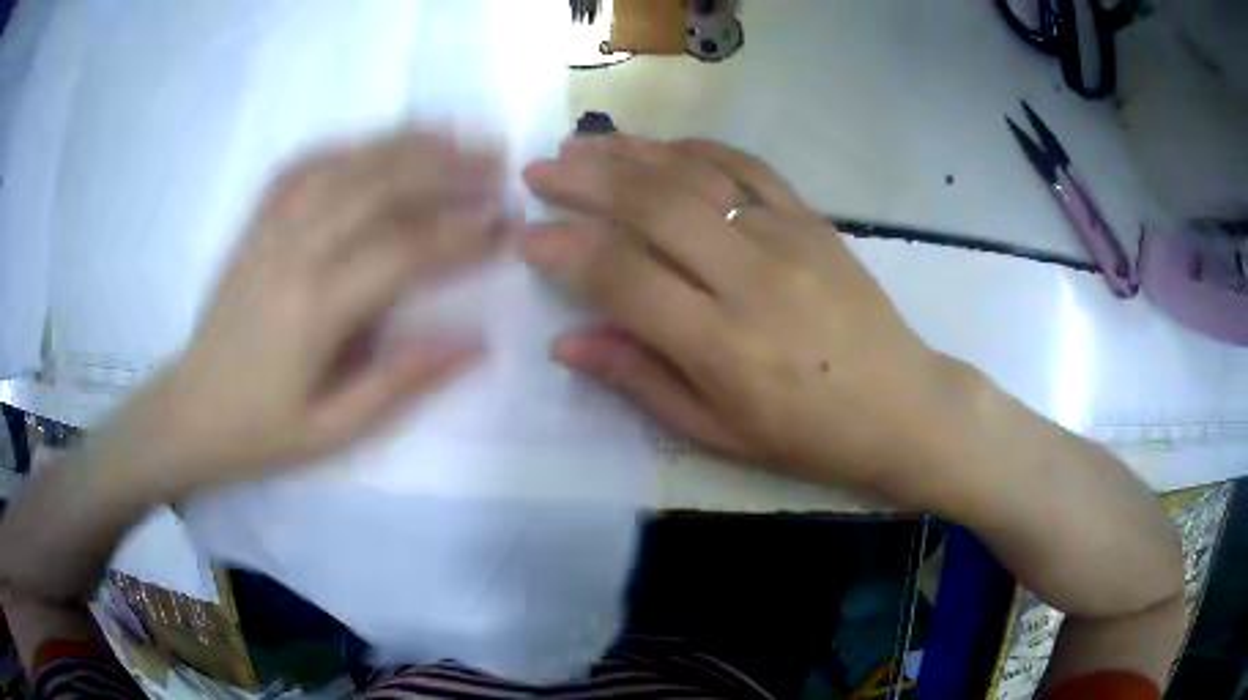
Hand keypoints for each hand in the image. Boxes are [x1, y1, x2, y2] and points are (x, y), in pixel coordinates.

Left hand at [97, 131, 504, 500]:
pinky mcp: (254, 226)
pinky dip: (344, 145)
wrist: (189, 413)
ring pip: (343, 164)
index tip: (504, 224)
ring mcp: (269, 231)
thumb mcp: (334, 430)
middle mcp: (293, 253)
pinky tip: (373, 142)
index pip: (403, 252)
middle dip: (444, 169)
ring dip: (402, 143)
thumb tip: (475, 344)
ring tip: (452, 136)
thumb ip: (401, 382)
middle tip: (495, 163)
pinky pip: (300, 168)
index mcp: (314, 310)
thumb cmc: (259, 431)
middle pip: (377, 187)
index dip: (460, 233)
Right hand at [522, 136, 963, 498]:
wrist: (903, 405)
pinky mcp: (814, 220)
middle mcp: (751, 278)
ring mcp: (788, 238)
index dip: (565, 250)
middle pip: (652, 206)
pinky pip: (748, 167)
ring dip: (631, 153)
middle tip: (540, 170)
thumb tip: (566, 343)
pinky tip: (663, 145)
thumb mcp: (719, 432)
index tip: (527, 235)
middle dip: (585, 181)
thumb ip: (640, 380)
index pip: (623, 277)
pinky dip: (698, 148)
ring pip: (695, 175)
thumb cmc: (809, 435)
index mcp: (722, 345)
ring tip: (583, 144)